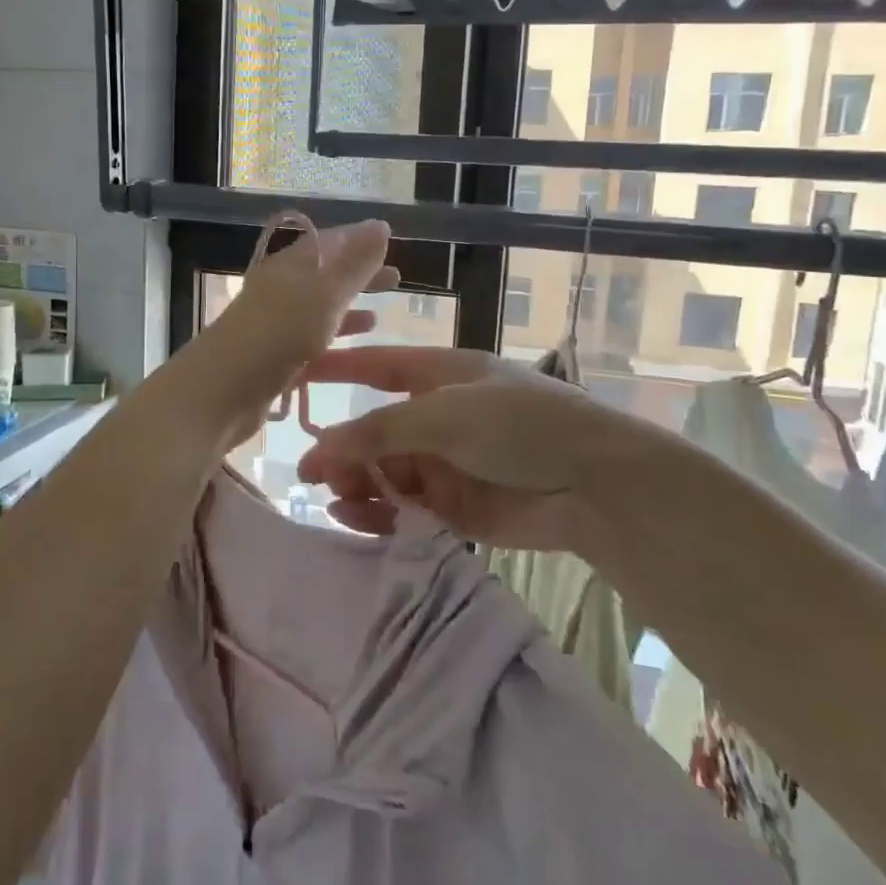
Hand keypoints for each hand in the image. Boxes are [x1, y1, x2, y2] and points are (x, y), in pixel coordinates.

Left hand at [182, 219, 397, 446]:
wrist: (221, 391)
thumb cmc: (278, 334)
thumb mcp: (324, 294)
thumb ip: (354, 263)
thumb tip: (380, 225)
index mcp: (290, 265)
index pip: (329, 241)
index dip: (359, 240)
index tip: (390, 242)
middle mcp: (280, 288)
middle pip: (324, 274)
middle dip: (358, 274)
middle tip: (396, 278)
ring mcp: (275, 323)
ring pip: (318, 308)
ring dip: (348, 307)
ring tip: (381, 314)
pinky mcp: (273, 356)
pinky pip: (311, 340)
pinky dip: (334, 339)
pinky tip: (353, 349)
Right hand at [294, 347, 629, 552]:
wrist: (593, 486)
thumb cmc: (519, 426)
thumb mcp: (444, 415)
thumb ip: (377, 431)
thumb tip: (317, 449)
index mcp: (438, 376)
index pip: (375, 366)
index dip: (335, 369)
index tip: (292, 376)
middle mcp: (436, 417)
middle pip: (373, 430)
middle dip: (343, 449)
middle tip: (316, 475)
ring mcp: (444, 463)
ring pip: (383, 472)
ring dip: (356, 484)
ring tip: (337, 498)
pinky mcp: (452, 507)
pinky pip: (401, 508)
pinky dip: (376, 513)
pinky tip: (353, 518)